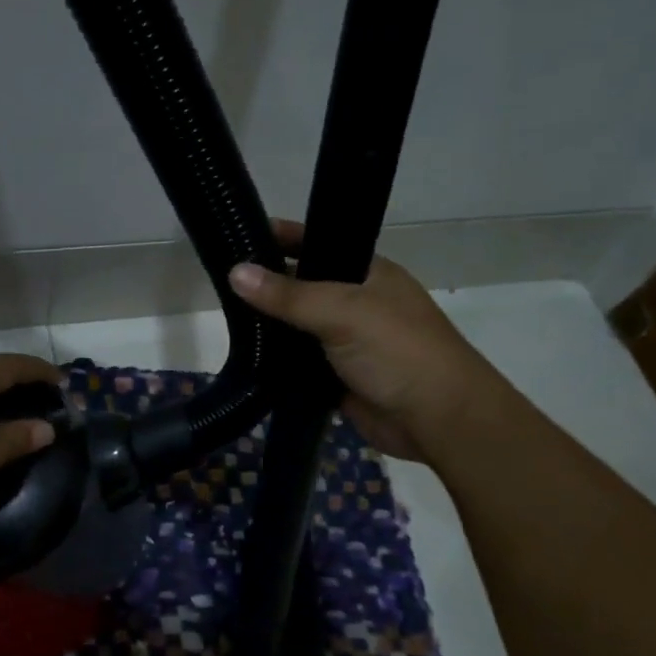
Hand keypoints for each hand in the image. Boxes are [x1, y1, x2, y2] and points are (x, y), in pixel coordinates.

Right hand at [229, 220, 497, 463]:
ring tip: (223, 319)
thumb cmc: (397, 351)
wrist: (436, 419)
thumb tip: (234, 272)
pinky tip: (245, 358)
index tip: (238, 236)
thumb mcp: (342, 311)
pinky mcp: (336, 378)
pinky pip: (298, 364)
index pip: (318, 243)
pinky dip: (277, 363)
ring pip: (297, 328)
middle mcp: (356, 303)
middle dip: (267, 286)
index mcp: (367, 273)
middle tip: (219, 282)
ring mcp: (346, 342)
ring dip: (269, 328)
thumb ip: (289, 294)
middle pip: (303, 287)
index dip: (281, 238)